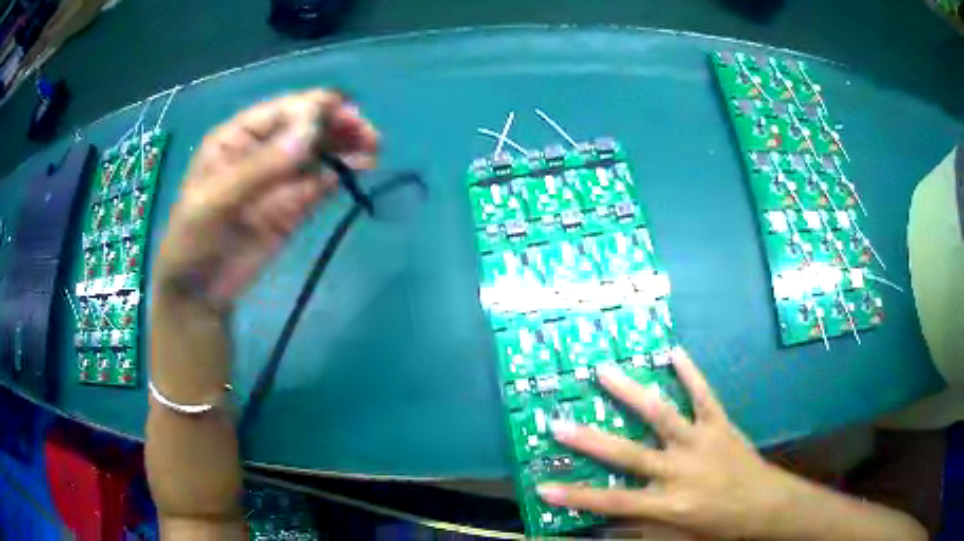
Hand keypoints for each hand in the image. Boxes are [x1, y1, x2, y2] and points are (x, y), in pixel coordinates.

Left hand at [153, 90, 378, 306]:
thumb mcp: (216, 201)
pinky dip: (342, 173)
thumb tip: (311, 129)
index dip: (314, 108)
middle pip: (306, 126)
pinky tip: (362, 167)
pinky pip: (322, 182)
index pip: (282, 111)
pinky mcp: (294, 206)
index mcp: (237, 137)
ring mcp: (280, 178)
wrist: (200, 293)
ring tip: (373, 148)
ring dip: (347, 145)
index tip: (345, 115)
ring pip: (319, 152)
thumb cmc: (194, 240)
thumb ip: (261, 166)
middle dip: (337, 124)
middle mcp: (262, 150)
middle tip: (368, 134)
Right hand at [538, 349, 799, 539]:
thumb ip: (642, 527)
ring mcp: (699, 442)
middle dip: (590, 440)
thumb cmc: (718, 525)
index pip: (612, 502)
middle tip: (558, 423)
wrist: (763, 505)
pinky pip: (703, 396)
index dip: (576, 497)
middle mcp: (678, 470)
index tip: (543, 487)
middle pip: (627, 455)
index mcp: (667, 503)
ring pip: (661, 415)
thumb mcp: (677, 535)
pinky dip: (689, 373)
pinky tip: (673, 352)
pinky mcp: (719, 424)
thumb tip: (608, 522)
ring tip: (605, 372)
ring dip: (631, 393)